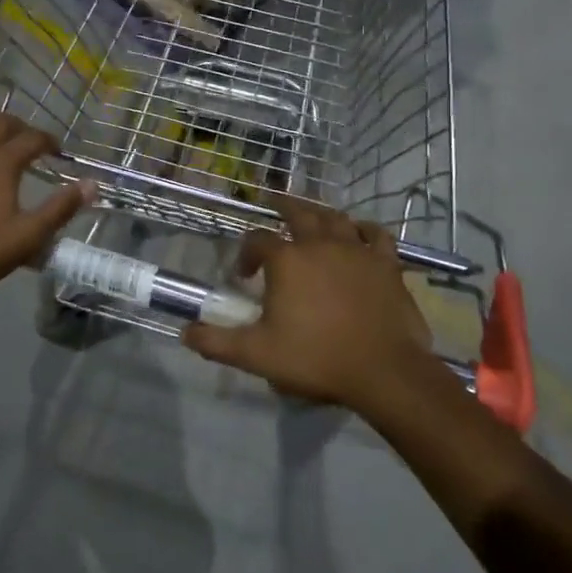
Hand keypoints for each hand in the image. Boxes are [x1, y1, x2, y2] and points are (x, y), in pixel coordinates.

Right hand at [182, 199, 433, 412]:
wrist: (384, 371)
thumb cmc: (316, 358)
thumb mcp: (257, 355)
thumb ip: (217, 342)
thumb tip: (185, 333)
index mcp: (286, 260)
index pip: (257, 240)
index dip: (246, 253)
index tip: (244, 276)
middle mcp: (319, 244)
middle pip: (298, 212)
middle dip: (282, 206)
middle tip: (273, 201)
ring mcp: (356, 250)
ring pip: (335, 218)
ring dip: (320, 214)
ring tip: (312, 216)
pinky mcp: (386, 263)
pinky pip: (376, 235)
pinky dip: (365, 229)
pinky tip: (360, 232)